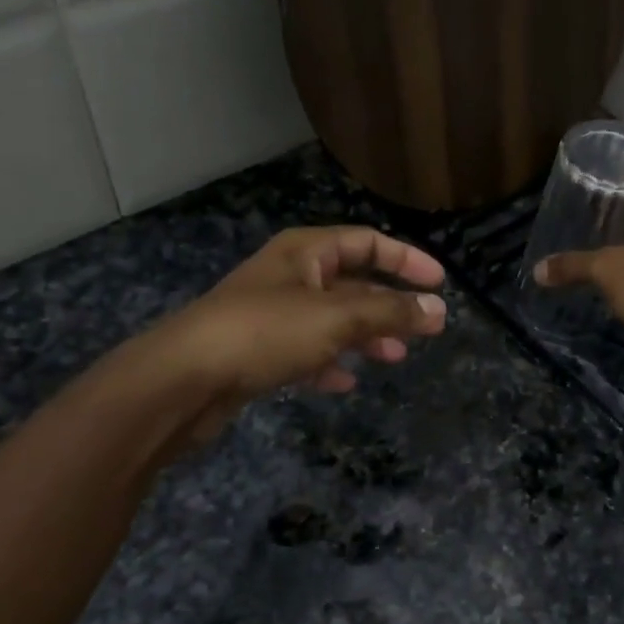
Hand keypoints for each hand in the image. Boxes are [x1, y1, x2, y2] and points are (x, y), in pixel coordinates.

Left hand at [108, 226, 447, 445]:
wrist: (184, 379)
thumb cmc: (265, 332)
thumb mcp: (337, 318)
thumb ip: (390, 312)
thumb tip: (439, 310)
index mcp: (305, 252)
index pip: (367, 241)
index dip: (406, 258)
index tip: (439, 282)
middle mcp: (289, 276)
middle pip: (352, 282)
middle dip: (389, 304)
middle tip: (423, 328)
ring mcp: (271, 314)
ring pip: (332, 319)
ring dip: (365, 336)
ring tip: (394, 358)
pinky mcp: (258, 351)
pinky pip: (307, 350)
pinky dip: (330, 361)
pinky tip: (346, 381)